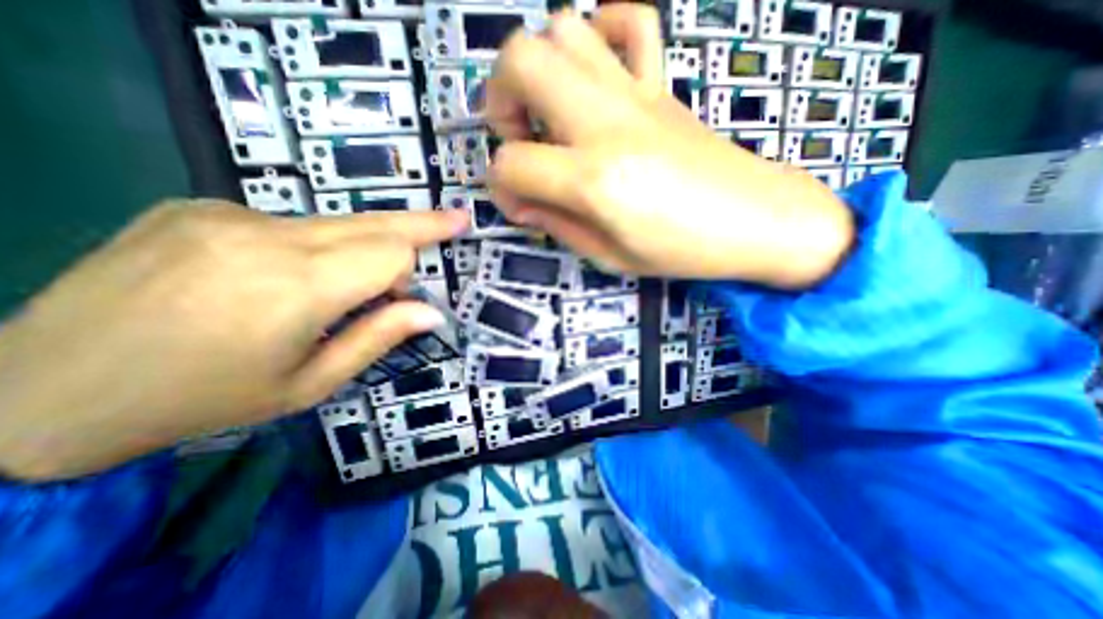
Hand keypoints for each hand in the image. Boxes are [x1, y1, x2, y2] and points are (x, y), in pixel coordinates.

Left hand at [0, 202, 468, 480]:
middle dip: (422, 223)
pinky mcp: (198, 206)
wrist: (34, 392)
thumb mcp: (310, 384)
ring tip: (346, 282)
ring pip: (336, 222)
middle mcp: (265, 235)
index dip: (406, 275)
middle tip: (458, 218)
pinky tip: (278, 277)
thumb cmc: (202, 400)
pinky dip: (311, 246)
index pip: (390, 252)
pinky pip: (290, 223)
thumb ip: (378, 339)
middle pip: (374, 221)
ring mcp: (226, 213)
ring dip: (360, 246)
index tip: (398, 301)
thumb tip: (432, 312)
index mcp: (295, 287)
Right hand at [487, 4, 854, 287]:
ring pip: (563, 28)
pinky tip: (596, 74)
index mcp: (593, 179)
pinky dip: (601, 32)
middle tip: (518, 139)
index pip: (511, 164)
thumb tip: (524, 204)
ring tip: (550, 113)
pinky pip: (631, 22)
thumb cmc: (681, 250)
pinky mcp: (661, 85)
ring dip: (539, 68)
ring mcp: (636, 94)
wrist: (755, 220)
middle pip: (520, 59)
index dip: (501, 189)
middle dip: (500, 99)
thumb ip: (557, 226)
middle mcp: (606, 122)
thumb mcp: (609, 256)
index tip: (519, 207)